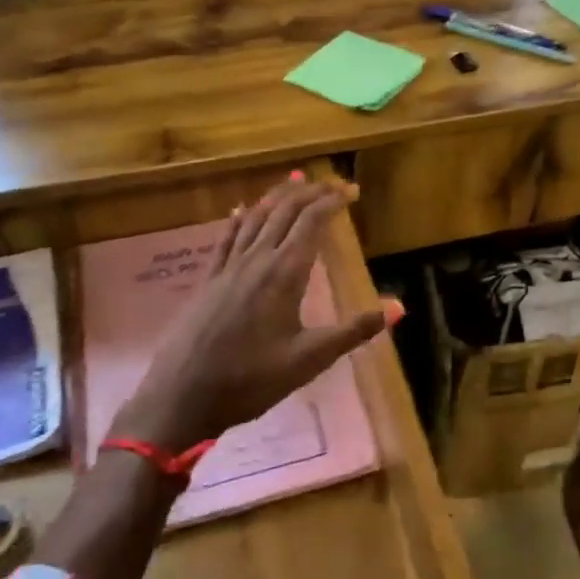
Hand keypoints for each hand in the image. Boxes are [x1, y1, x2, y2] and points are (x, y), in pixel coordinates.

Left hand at [112, 176, 395, 452]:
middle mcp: (256, 260)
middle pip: (283, 211)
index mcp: (284, 274)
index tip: (352, 191)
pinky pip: (226, 237)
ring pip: (255, 218)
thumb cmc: (250, 380)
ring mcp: (227, 268)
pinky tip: (241, 211)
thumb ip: (353, 331)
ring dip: (277, 197)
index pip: (311, 222)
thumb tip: (399, 307)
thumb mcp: (309, 360)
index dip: (332, 201)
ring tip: (294, 182)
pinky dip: (240, 218)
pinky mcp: (208, 280)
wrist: (180, 396)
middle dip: (309, 192)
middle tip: (331, 183)